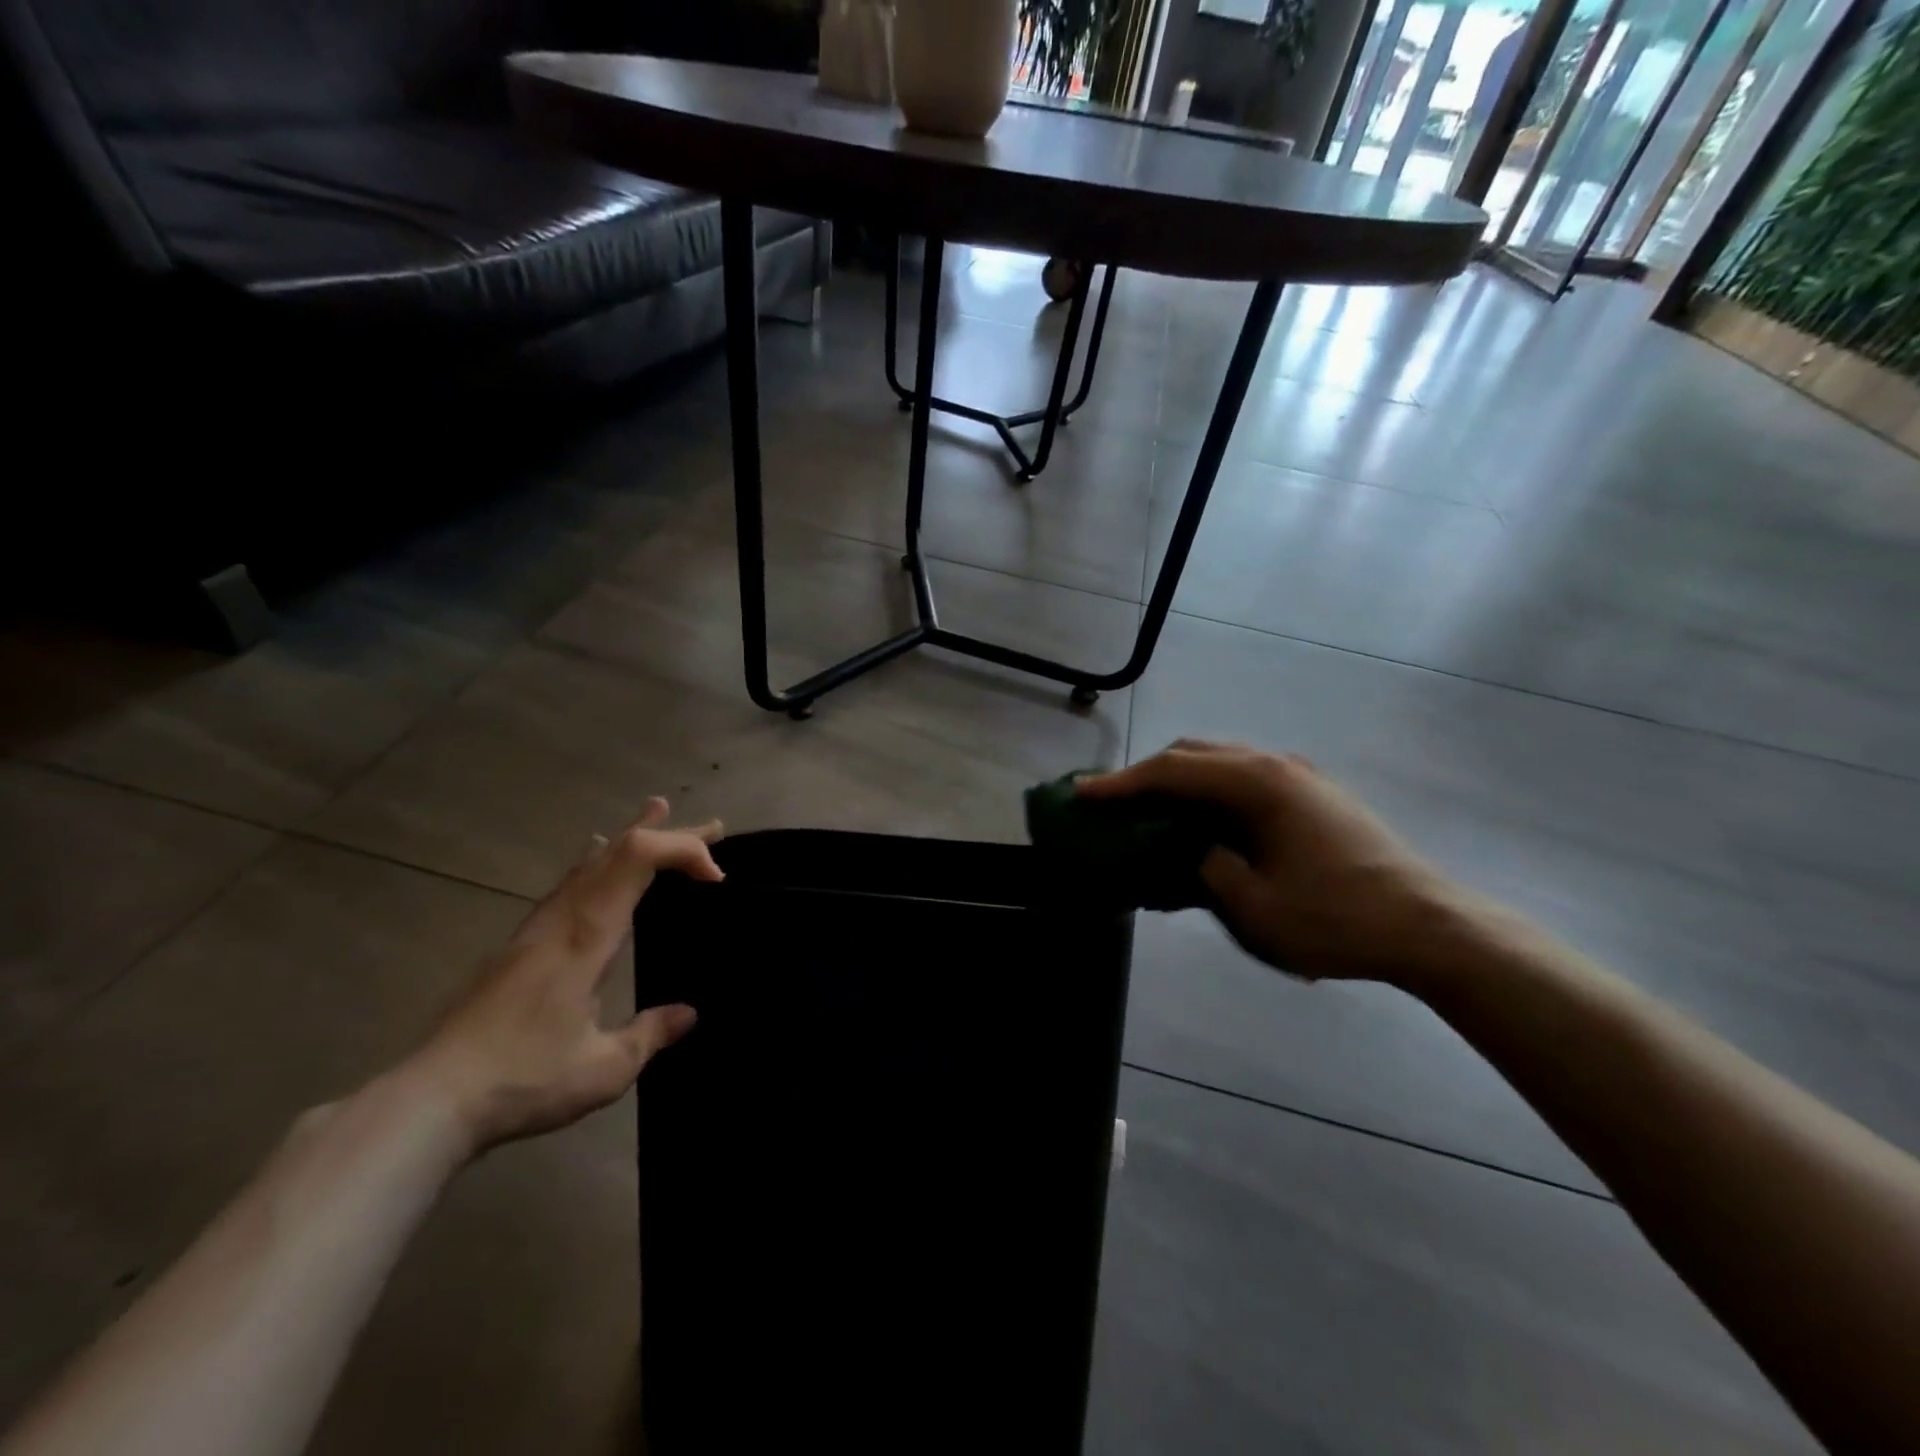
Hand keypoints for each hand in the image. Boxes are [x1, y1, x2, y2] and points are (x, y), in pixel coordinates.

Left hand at [406, 798, 723, 1154]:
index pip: (638, 859)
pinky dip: (597, 859)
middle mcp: (562, 919)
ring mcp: (536, 929)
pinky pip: (568, 882)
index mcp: (588, 936)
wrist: (428, 1101)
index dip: (683, 850)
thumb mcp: (604, 1069)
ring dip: (632, 836)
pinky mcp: (519, 945)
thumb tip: (688, 1014)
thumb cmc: (524, 1079)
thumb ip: (650, 1035)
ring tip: (656, 812)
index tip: (717, 877)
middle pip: (618, 851)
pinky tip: (592, 856)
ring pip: (589, 862)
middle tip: (713, 826)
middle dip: (670, 834)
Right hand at [1078, 742, 1472, 985]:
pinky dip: (1210, 794)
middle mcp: (1275, 765)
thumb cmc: (1337, 919)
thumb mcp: (1253, 907)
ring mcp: (1299, 777)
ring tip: (1150, 812)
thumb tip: (1194, 851)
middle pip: (1194, 755)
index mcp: (1257, 784)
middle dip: (1147, 775)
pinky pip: (1245, 781)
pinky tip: (1202, 824)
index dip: (1121, 783)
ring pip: (1221, 764)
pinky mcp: (1313, 795)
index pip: (1172, 771)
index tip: (1081, 793)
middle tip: (1112, 802)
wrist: (1429, 927)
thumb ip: (1207, 869)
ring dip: (1180, 783)